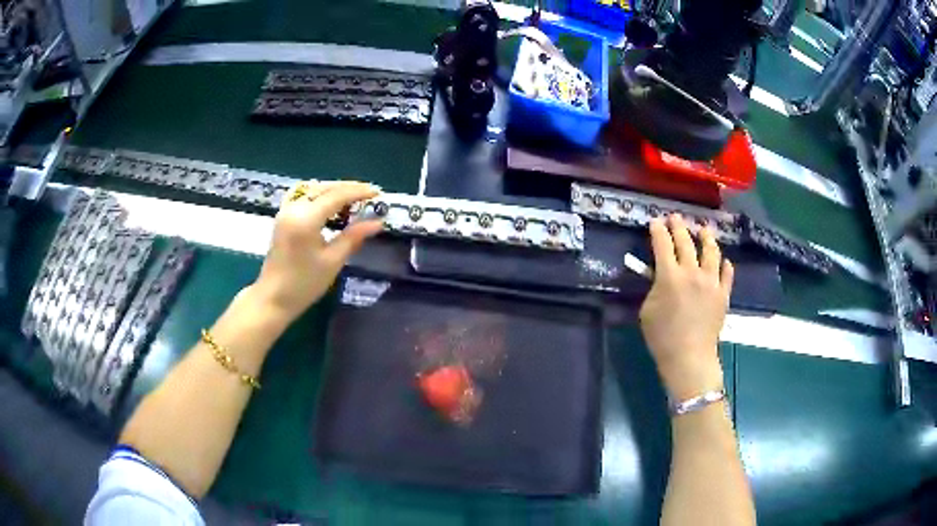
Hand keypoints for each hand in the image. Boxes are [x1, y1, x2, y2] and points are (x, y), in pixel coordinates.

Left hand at [248, 180, 382, 322]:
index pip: (336, 196)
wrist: (274, 298)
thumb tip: (378, 222)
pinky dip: (318, 193)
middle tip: (370, 195)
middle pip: (325, 188)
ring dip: (334, 189)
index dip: (359, 192)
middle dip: (348, 188)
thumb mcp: (333, 261)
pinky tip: (327, 200)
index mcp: (306, 219)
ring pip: (313, 188)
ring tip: (353, 198)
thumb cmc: (304, 284)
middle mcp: (294, 208)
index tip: (378, 194)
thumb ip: (354, 237)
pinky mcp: (282, 216)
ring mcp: (286, 210)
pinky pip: (301, 194)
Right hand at [639, 214, 733, 399]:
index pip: (662, 244)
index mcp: (670, 276)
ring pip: (711, 252)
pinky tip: (724, 261)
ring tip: (704, 230)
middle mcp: (693, 272)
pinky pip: (727, 274)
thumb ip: (653, 288)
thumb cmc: (662, 337)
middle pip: (686, 242)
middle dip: (679, 226)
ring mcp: (712, 282)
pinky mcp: (724, 294)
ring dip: (706, 238)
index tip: (655, 221)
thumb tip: (659, 276)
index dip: (658, 230)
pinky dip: (725, 265)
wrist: (690, 357)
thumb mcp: (647, 311)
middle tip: (675, 217)